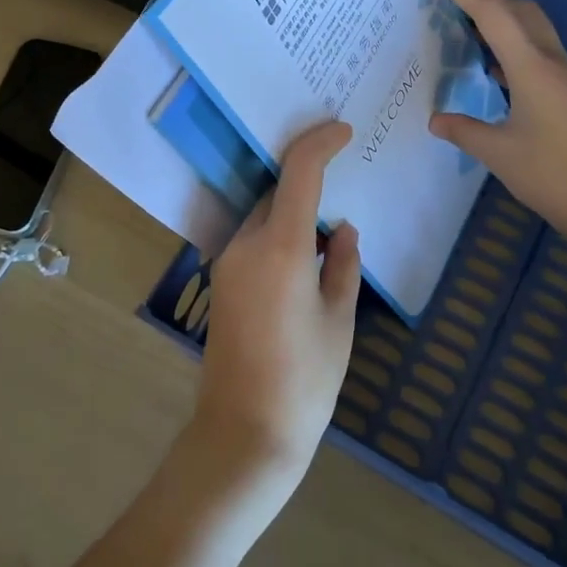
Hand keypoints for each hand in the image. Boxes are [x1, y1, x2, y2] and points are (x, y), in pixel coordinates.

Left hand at [194, 120, 360, 502]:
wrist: (244, 434)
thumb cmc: (305, 380)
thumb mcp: (340, 320)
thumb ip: (344, 266)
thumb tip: (344, 232)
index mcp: (281, 247)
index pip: (299, 172)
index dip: (321, 142)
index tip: (344, 132)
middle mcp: (246, 244)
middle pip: (278, 193)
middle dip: (309, 182)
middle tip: (344, 185)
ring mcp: (227, 264)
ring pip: (264, 217)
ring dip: (293, 213)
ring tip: (330, 231)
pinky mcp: (221, 283)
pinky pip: (253, 241)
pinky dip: (279, 235)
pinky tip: (305, 261)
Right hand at [420, 0, 566, 249]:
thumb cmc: (551, 175)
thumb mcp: (498, 153)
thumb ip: (464, 130)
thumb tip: (436, 119)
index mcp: (531, 67)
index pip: (490, 11)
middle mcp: (551, 59)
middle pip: (515, 6)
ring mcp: (564, 72)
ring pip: (529, 24)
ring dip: (496, 15)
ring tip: (461, 25)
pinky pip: (535, 47)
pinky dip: (509, 42)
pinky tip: (489, 65)